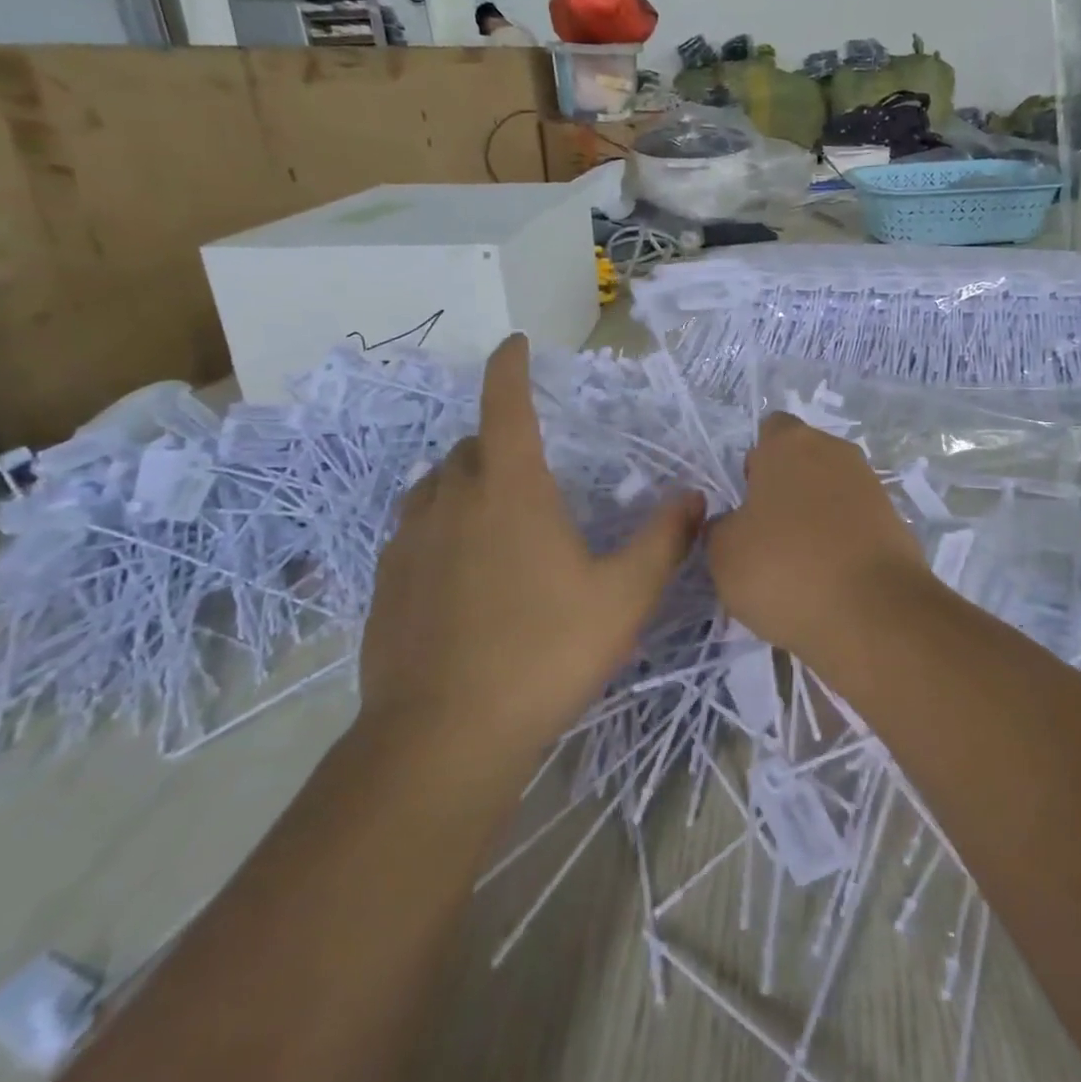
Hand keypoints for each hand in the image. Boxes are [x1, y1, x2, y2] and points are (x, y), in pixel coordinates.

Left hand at [356, 334, 703, 759]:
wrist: (444, 737)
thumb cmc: (544, 653)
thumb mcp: (624, 598)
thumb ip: (664, 541)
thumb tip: (694, 497)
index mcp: (510, 491)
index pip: (506, 406)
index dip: (511, 368)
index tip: (515, 343)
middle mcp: (453, 501)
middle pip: (470, 446)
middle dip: (498, 439)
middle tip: (532, 464)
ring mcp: (410, 541)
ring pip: (436, 485)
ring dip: (465, 480)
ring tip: (495, 508)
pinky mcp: (386, 583)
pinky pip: (414, 528)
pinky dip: (440, 523)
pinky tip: (459, 564)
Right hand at [707, 412, 925, 654]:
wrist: (873, 615)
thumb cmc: (784, 569)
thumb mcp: (723, 553)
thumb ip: (722, 527)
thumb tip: (737, 524)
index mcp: (790, 444)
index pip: (770, 431)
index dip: (756, 462)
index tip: (747, 499)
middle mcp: (836, 452)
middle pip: (803, 461)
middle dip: (785, 491)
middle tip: (767, 537)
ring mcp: (872, 486)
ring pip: (831, 493)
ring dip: (814, 519)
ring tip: (798, 568)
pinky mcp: (895, 523)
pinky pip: (855, 524)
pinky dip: (841, 545)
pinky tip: (829, 582)